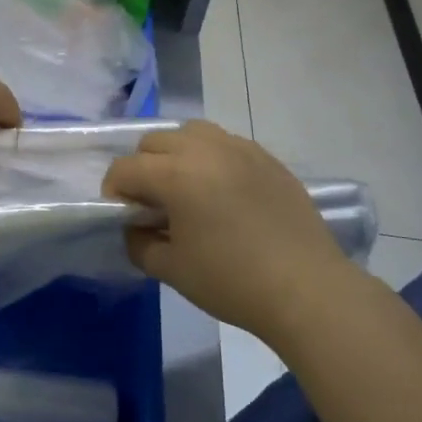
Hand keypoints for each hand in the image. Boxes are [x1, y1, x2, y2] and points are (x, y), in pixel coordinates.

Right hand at [103, 121, 358, 338]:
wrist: (306, 289)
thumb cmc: (232, 281)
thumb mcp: (172, 270)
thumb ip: (139, 243)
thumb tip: (136, 228)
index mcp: (175, 174)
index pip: (125, 168)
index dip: (114, 192)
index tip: (123, 217)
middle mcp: (204, 149)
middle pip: (154, 141)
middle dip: (143, 168)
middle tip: (152, 203)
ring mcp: (239, 148)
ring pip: (191, 132)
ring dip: (177, 154)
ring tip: (186, 188)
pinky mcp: (266, 158)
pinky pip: (225, 143)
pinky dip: (211, 157)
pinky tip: (222, 191)